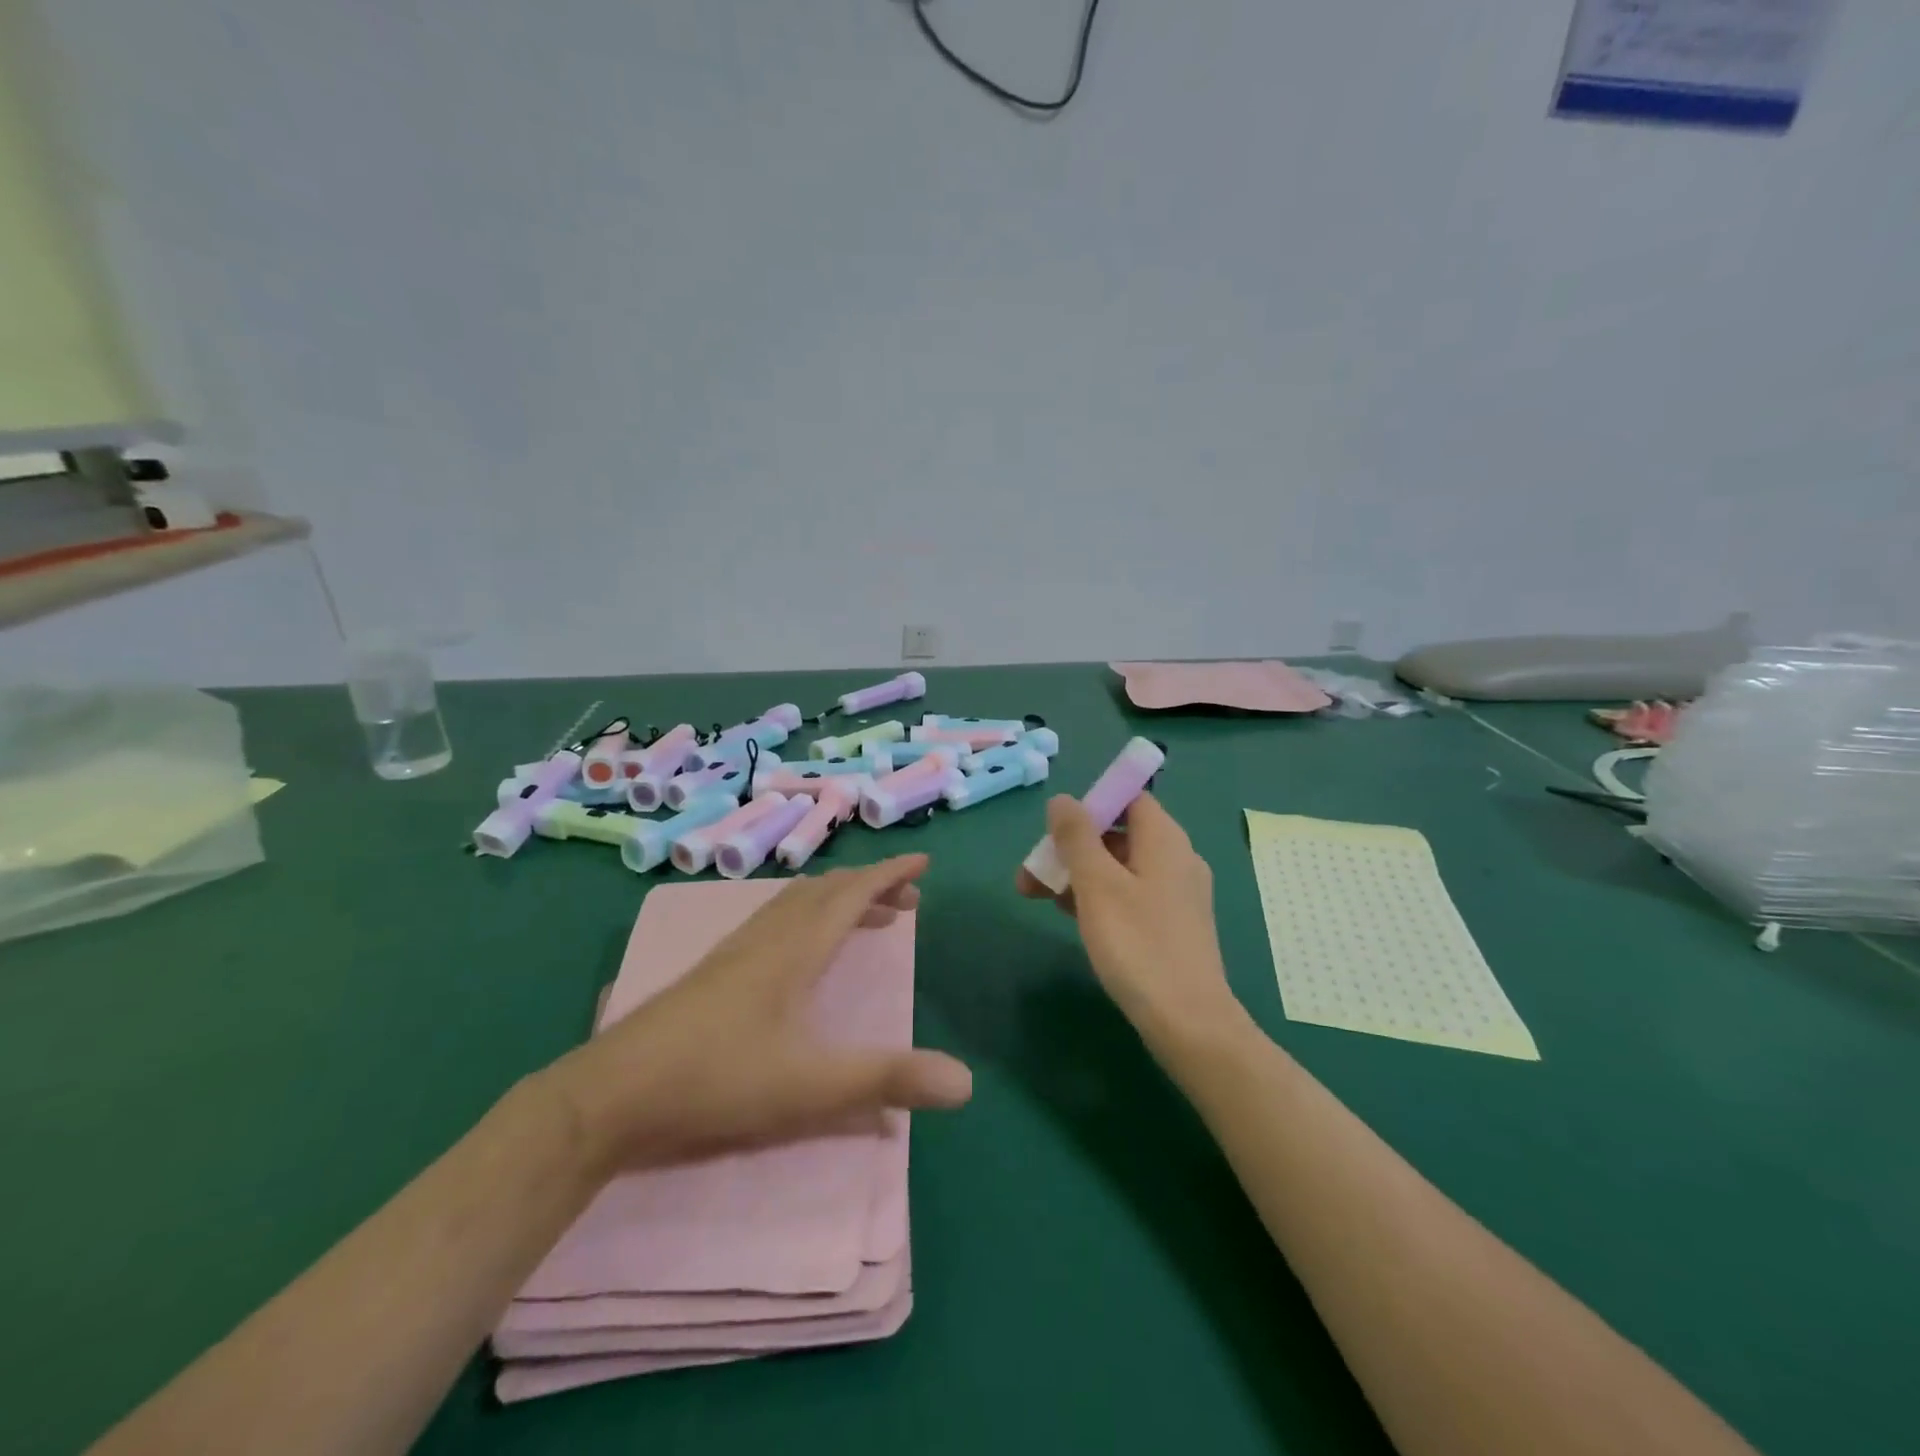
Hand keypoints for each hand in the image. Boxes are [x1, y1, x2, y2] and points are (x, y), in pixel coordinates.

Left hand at [542, 855, 971, 1175]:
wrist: (612, 1093)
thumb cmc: (717, 1080)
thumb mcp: (810, 1086)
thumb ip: (887, 1080)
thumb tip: (966, 1083)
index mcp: (794, 949)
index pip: (852, 895)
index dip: (889, 875)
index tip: (922, 862)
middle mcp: (766, 937)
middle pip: (826, 892)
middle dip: (871, 887)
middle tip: (907, 900)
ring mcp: (734, 952)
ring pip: (795, 903)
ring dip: (837, 899)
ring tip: (865, 917)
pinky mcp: (713, 972)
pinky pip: (774, 920)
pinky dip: (806, 915)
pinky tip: (799, 947)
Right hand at [1017, 794, 1245, 1042]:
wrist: (1189, 1023)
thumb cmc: (1138, 945)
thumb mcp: (1097, 884)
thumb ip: (1077, 836)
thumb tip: (1063, 800)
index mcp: (1165, 839)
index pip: (1128, 798)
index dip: (1090, 804)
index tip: (1055, 829)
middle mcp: (1175, 859)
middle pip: (1117, 834)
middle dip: (1071, 847)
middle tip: (1032, 872)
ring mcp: (1175, 895)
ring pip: (1119, 868)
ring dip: (1077, 875)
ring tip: (1035, 897)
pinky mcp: (1170, 925)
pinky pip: (1129, 895)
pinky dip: (1097, 898)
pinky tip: (1069, 917)